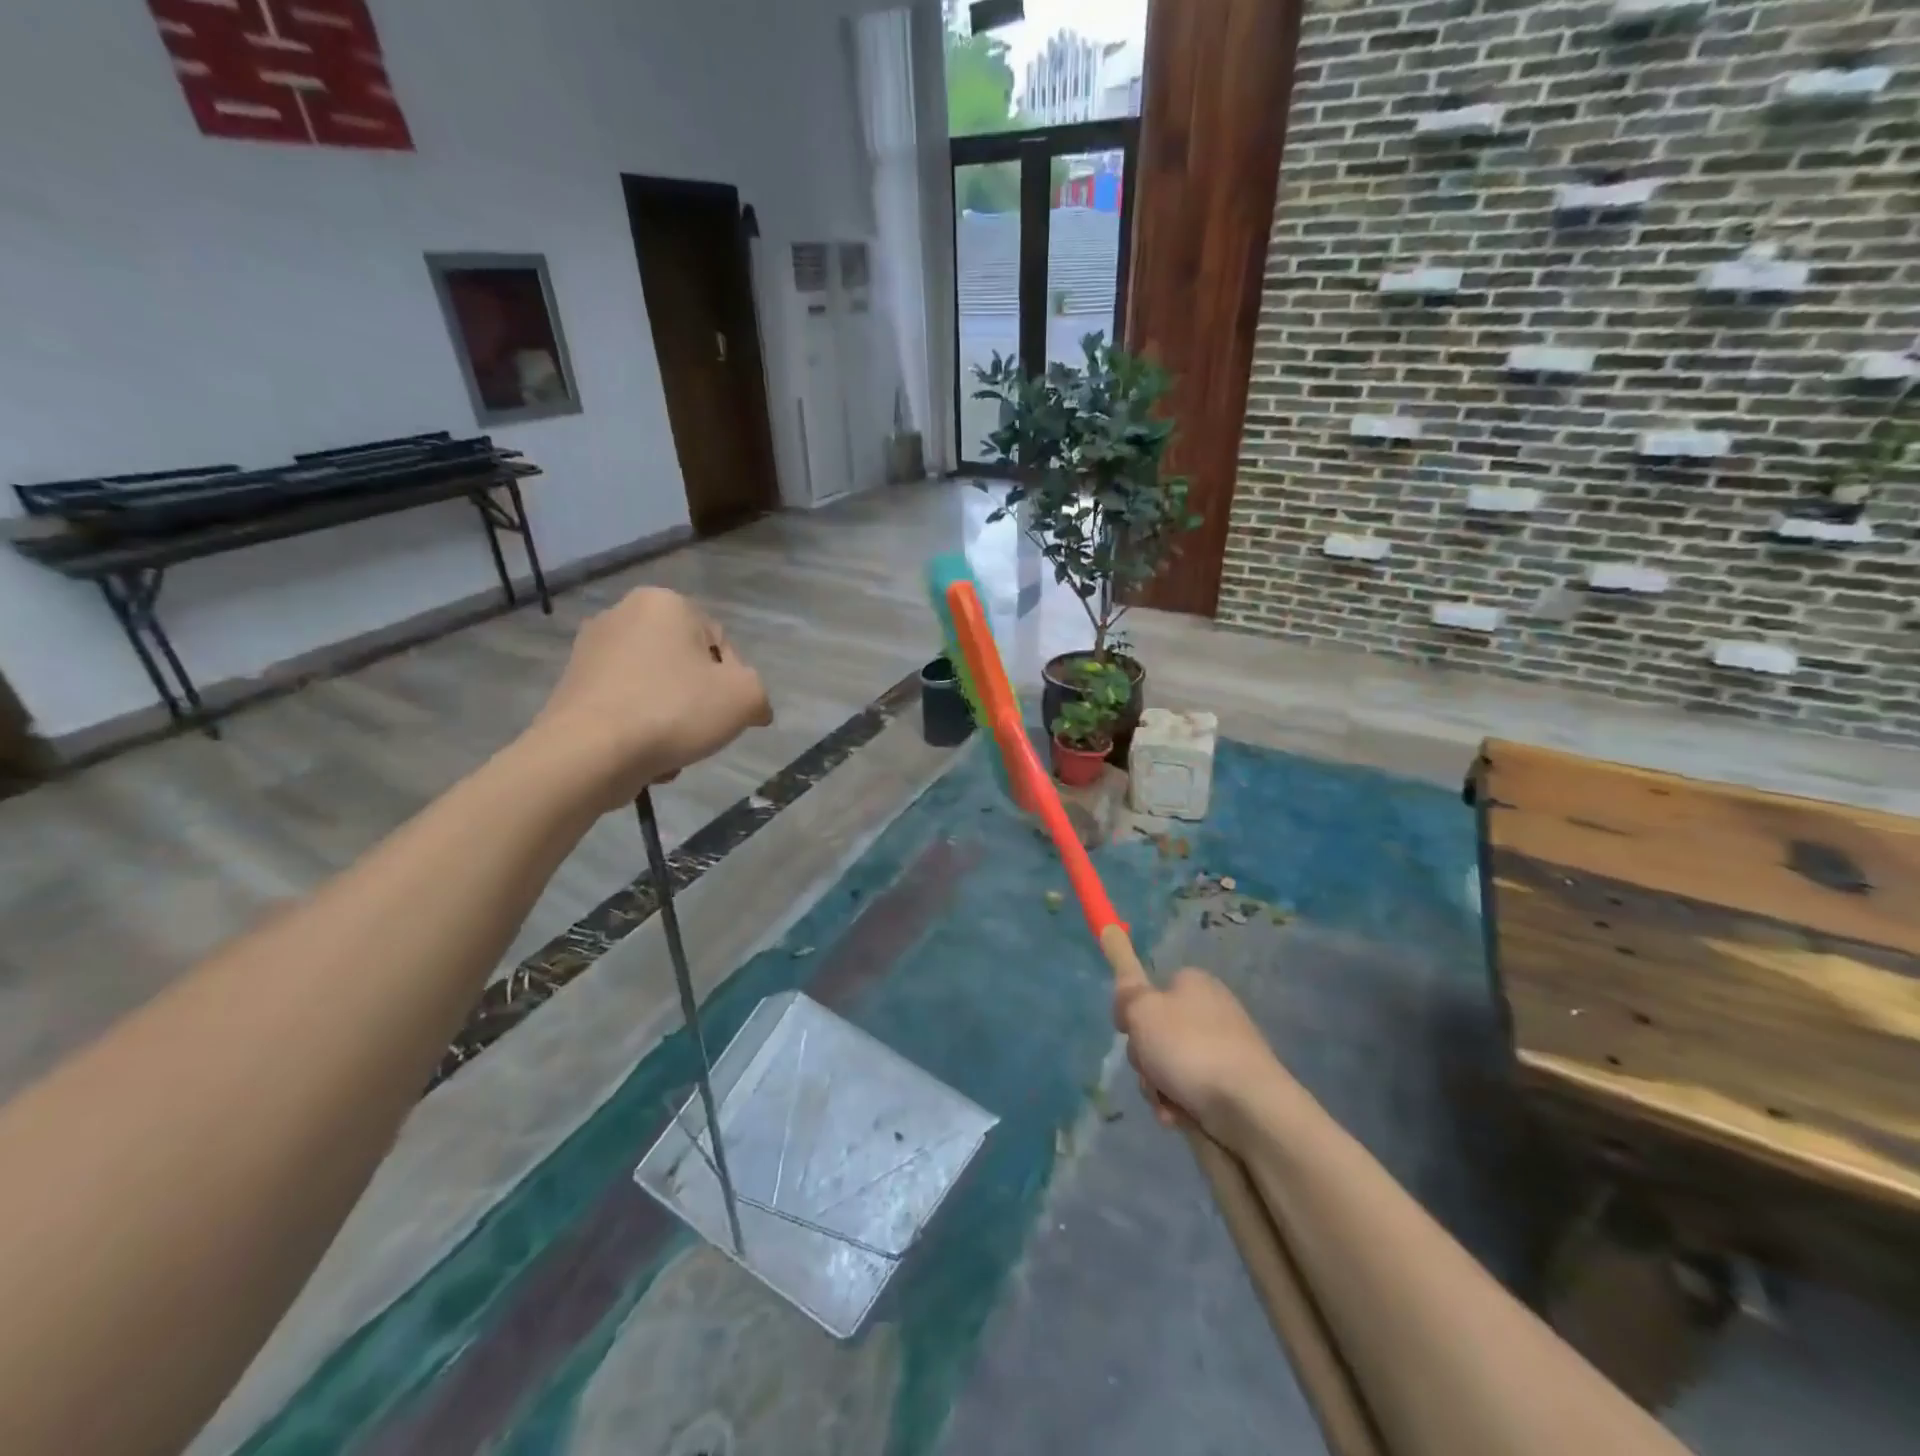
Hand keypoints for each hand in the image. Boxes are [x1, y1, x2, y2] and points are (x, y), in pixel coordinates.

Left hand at [527, 587, 771, 810]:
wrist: (588, 753)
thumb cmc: (673, 711)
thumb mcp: (744, 698)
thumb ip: (759, 694)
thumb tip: (754, 708)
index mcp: (665, 602)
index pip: (720, 643)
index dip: (732, 682)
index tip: (726, 712)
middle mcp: (622, 613)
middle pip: (686, 665)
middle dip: (697, 701)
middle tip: (701, 732)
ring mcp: (590, 650)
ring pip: (656, 689)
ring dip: (670, 719)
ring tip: (670, 751)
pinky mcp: (571, 685)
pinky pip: (623, 705)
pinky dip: (638, 727)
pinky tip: (642, 756)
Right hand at [1113, 968, 1278, 1139]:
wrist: (1250, 1106)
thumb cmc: (1190, 1048)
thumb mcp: (1143, 1011)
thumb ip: (1127, 995)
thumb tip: (1127, 987)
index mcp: (1193, 983)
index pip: (1152, 989)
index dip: (1134, 1011)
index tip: (1127, 1032)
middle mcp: (1211, 1010)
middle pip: (1157, 1032)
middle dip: (1146, 1057)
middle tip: (1149, 1069)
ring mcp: (1224, 1048)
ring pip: (1170, 1065)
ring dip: (1159, 1086)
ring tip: (1167, 1101)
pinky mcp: (1233, 1083)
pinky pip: (1192, 1090)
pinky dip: (1180, 1104)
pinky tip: (1180, 1116)